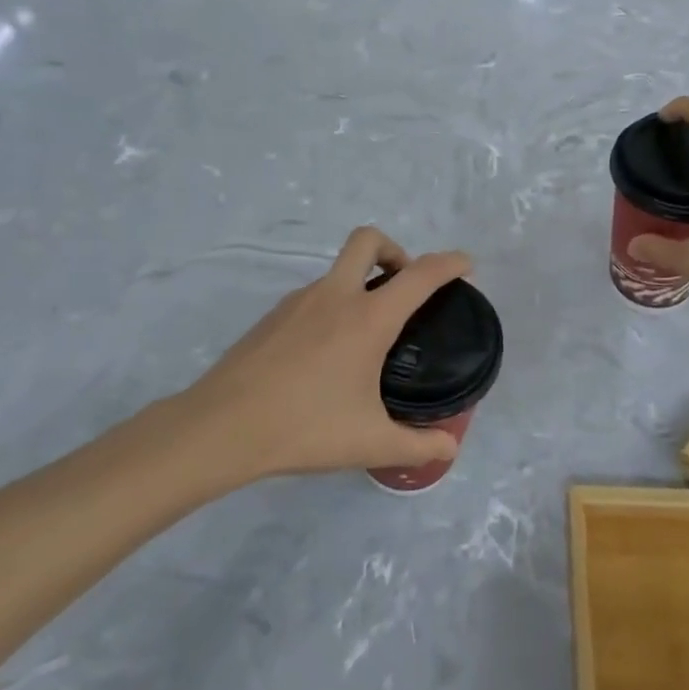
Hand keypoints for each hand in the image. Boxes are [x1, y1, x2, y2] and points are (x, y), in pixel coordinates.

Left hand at [168, 227, 471, 480]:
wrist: (222, 427)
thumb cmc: (305, 428)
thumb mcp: (371, 443)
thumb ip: (418, 445)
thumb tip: (449, 449)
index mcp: (368, 318)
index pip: (420, 275)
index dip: (449, 264)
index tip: (466, 265)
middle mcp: (335, 296)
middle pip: (368, 240)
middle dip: (395, 250)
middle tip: (404, 288)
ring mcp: (298, 302)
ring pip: (338, 270)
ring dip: (361, 283)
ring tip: (366, 337)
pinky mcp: (273, 316)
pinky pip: (315, 296)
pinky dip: (333, 306)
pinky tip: (327, 354)